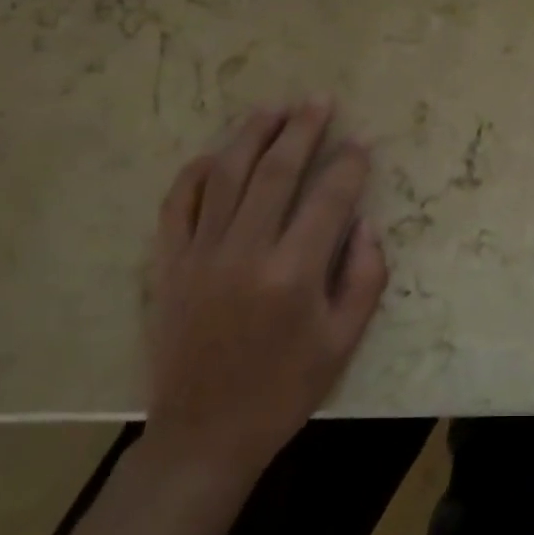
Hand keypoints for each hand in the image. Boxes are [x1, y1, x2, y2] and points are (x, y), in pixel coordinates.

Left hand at [142, 100, 388, 487]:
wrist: (205, 434)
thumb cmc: (285, 390)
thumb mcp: (344, 342)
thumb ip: (365, 277)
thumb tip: (365, 223)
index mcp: (294, 275)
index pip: (329, 199)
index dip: (349, 165)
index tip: (361, 142)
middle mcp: (245, 253)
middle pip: (275, 172)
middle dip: (302, 130)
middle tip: (319, 100)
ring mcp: (200, 255)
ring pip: (225, 176)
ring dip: (252, 135)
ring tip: (274, 107)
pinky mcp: (168, 265)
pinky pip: (177, 204)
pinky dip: (195, 173)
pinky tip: (215, 154)